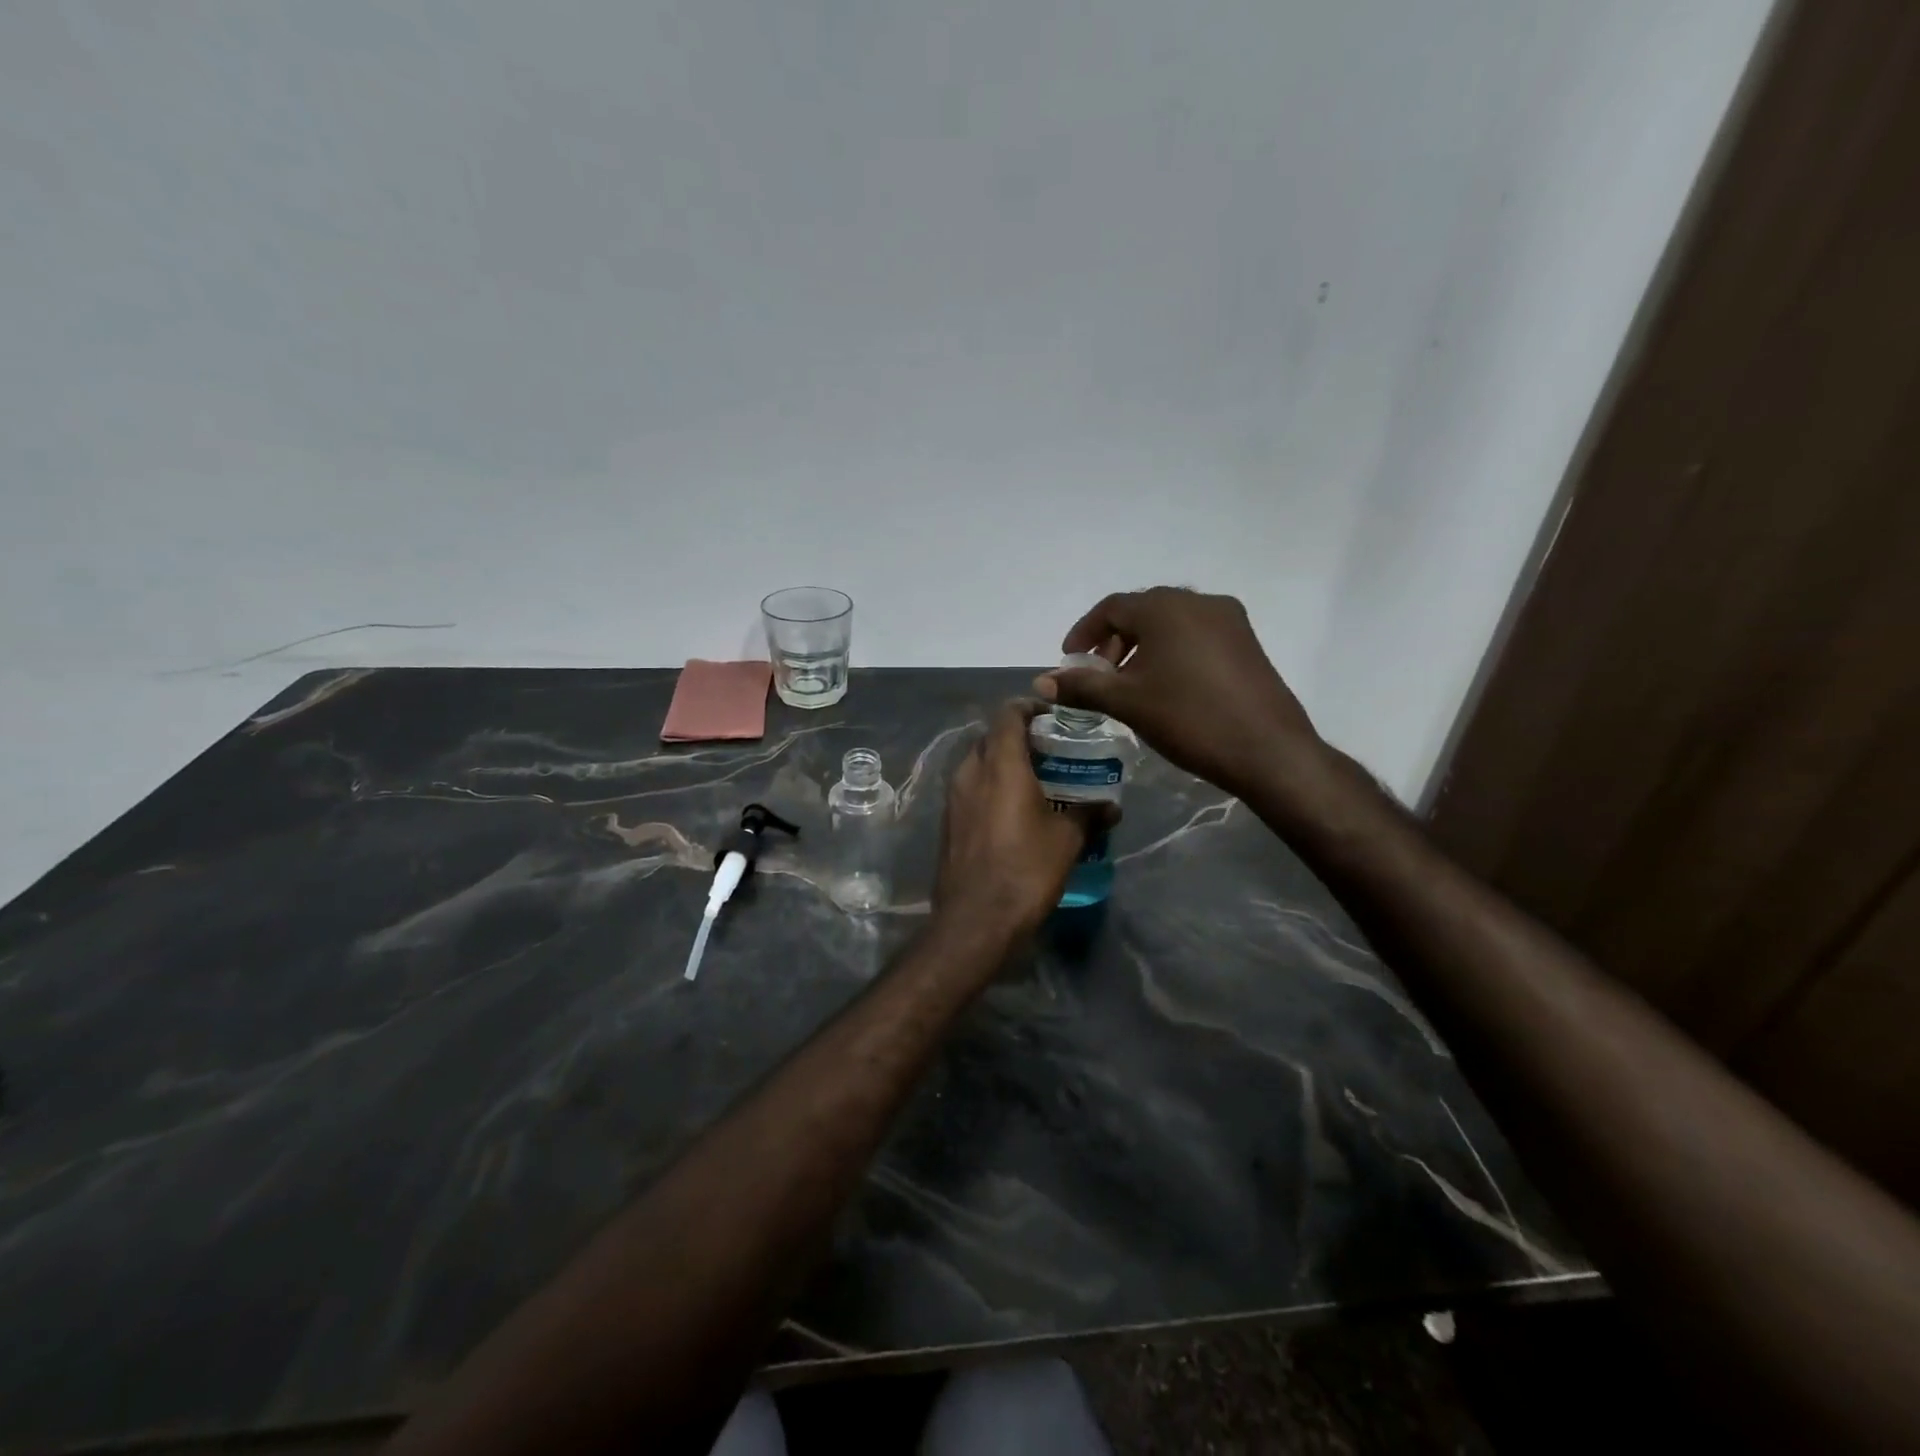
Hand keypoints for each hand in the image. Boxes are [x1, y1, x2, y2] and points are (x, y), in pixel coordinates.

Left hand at [933, 700, 1095, 941]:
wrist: (975, 920)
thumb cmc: (1026, 870)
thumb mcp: (1067, 840)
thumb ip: (1088, 815)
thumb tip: (1112, 808)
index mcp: (999, 764)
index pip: (1008, 714)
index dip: (1030, 707)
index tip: (1052, 715)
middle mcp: (970, 772)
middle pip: (990, 737)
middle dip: (1017, 736)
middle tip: (1049, 748)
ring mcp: (953, 798)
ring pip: (977, 763)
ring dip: (1002, 762)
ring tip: (1034, 778)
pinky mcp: (947, 822)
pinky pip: (970, 789)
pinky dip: (990, 786)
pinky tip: (1012, 809)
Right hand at [1035, 587, 1329, 803]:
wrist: (1267, 749)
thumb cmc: (1188, 718)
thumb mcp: (1127, 702)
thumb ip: (1082, 687)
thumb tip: (1041, 681)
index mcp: (1165, 607)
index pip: (1111, 608)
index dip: (1084, 633)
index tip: (1069, 662)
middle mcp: (1198, 601)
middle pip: (1141, 611)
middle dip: (1113, 642)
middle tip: (1098, 677)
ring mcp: (1228, 619)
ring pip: (1170, 624)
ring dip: (1142, 647)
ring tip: (1130, 685)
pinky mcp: (1246, 642)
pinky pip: (1195, 635)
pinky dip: (1170, 652)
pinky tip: (1166, 686)